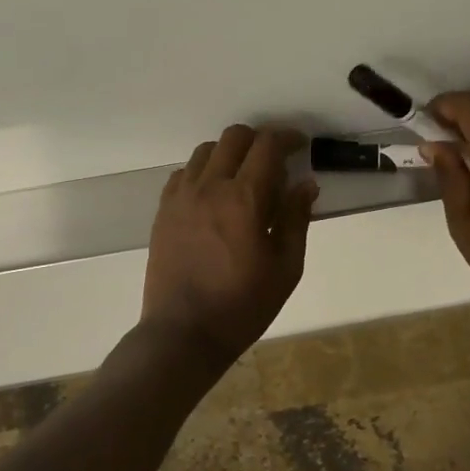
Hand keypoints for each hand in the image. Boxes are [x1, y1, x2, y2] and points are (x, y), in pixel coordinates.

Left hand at [141, 125, 318, 366]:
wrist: (184, 333)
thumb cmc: (243, 305)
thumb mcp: (285, 267)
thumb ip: (296, 218)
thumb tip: (306, 183)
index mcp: (244, 198)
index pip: (267, 145)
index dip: (287, 138)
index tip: (299, 145)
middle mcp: (209, 186)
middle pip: (234, 137)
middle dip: (259, 140)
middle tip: (274, 161)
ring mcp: (181, 196)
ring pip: (206, 150)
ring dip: (230, 153)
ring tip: (243, 178)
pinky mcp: (163, 210)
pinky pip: (184, 173)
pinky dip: (204, 172)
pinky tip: (214, 196)